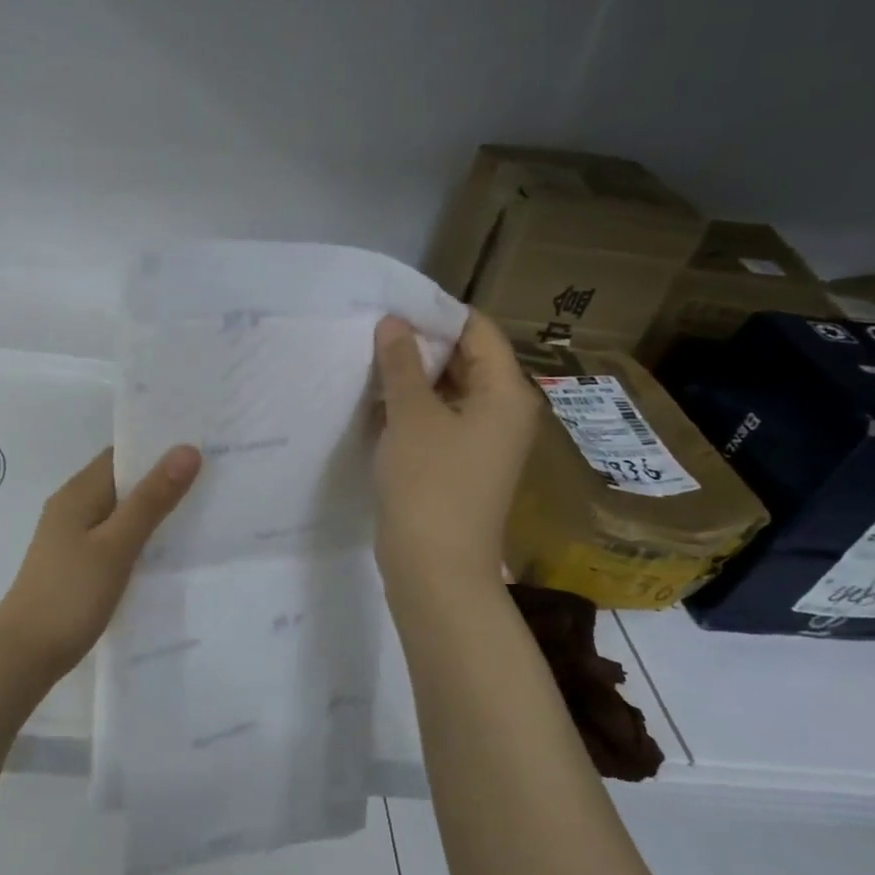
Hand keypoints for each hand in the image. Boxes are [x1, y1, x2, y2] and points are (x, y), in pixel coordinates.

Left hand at [0, 444, 200, 678]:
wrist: (24, 655)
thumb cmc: (70, 595)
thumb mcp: (117, 545)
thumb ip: (151, 499)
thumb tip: (186, 449)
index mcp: (79, 493)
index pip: (122, 453)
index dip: (159, 447)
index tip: (204, 446)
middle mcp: (73, 506)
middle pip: (123, 480)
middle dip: (163, 477)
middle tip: (215, 477)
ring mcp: (73, 536)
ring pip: (121, 510)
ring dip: (155, 508)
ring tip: (204, 508)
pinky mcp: (78, 563)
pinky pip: (115, 536)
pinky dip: (141, 535)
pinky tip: (169, 549)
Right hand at [372, 310, 538, 588]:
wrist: (436, 568)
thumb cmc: (430, 484)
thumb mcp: (412, 416)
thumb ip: (401, 364)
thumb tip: (394, 323)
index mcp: (505, 393)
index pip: (477, 331)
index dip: (437, 314)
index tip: (392, 306)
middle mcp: (502, 412)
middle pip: (465, 360)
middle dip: (421, 345)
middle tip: (373, 331)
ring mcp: (482, 442)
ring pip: (447, 392)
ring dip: (412, 378)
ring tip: (368, 361)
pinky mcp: (459, 465)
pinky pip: (438, 421)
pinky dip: (411, 409)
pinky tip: (375, 403)